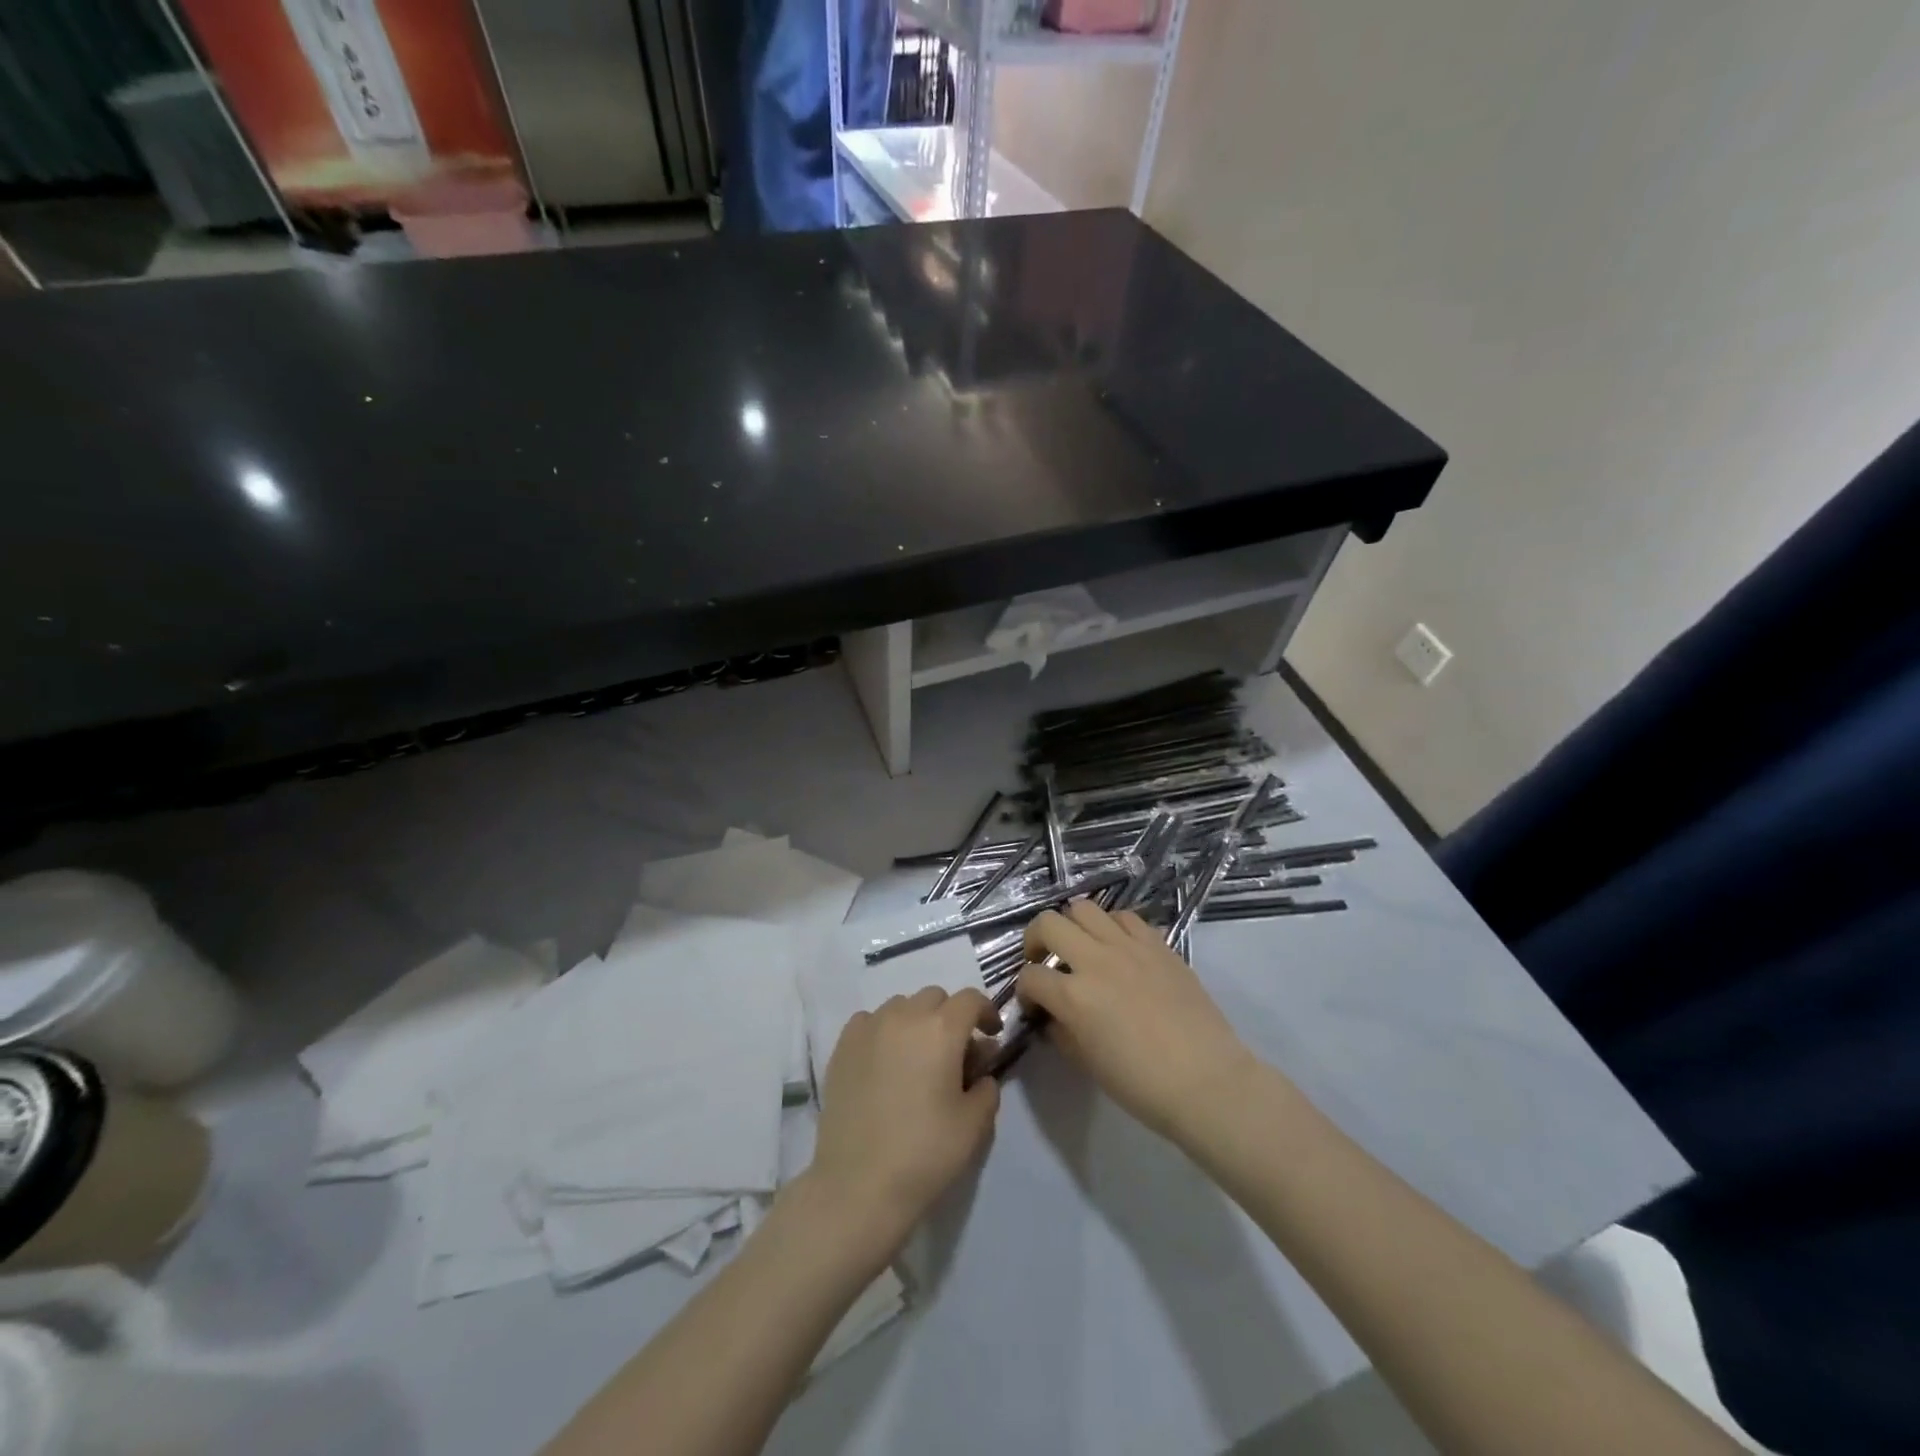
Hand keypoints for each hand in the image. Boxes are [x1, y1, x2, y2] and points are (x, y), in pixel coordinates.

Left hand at [808, 987, 1003, 1248]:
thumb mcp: (974, 1125)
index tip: (991, 1035)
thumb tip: (980, 1069)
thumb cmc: (924, 1154)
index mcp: (941, 1029)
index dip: (986, 1012)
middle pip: (935, 997)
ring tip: (917, 1058)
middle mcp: (904, 1016)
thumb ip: (986, 1087)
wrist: (858, 1185)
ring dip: (916, 1021)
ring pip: (901, 1005)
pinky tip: (884, 1062)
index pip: (970, 999)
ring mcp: (869, 1028)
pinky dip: (883, 1030)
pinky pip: (870, 1021)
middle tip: (954, 1053)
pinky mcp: (842, 1045)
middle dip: (950, 1016)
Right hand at [1019, 900, 1258, 1142]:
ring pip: (1084, 908)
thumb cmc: (1142, 1084)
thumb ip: (1062, 1031)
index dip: (1024, 991)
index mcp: (1074, 996)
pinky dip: (1112, 927)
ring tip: (1080, 947)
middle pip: (1048, 923)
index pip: (1030, 977)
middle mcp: (1096, 960)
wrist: (1207, 1081)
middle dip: (1035, 940)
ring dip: (1072, 926)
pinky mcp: (1158, 943)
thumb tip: (1052, 1015)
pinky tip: (1117, 948)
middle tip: (1043, 960)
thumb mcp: (1087, 1063)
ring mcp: (1129, 946)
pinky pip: (1125, 917)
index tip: (1033, 1005)